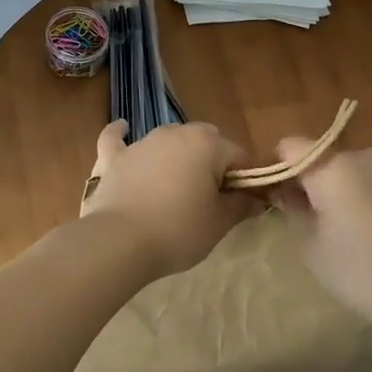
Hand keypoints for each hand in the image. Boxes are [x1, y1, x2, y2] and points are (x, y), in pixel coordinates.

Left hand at [81, 121, 254, 276]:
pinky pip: (117, 139)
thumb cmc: (179, 230)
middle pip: (206, 142)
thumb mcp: (220, 222)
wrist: (120, 242)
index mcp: (208, 144)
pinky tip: (122, 129)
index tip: (246, 203)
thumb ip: (241, 205)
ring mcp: (142, 143)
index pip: (240, 157)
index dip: (247, 180)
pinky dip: (121, 136)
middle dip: (213, 163)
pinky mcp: (114, 158)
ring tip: (177, 187)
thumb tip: (256, 199)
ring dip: (177, 156)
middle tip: (211, 199)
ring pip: (168, 141)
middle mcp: (176, 133)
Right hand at [274, 139, 371, 330]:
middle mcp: (361, 156)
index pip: (290, 146)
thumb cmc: (358, 270)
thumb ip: (293, 209)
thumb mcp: (311, 244)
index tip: (278, 196)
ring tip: (346, 228)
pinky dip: (365, 195)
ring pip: (350, 170)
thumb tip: (284, 192)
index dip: (278, 168)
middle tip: (310, 219)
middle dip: (311, 181)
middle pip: (322, 158)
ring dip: (340, 188)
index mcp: (331, 166)